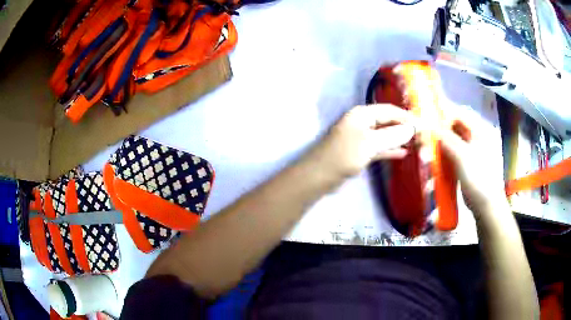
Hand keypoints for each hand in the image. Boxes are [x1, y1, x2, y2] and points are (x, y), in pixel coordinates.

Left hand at [310, 104, 414, 178]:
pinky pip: (379, 148)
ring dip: (399, 139)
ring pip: (384, 135)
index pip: (389, 110)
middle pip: (387, 122)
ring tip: (416, 143)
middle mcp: (362, 122)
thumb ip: (391, 135)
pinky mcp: (360, 151)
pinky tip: (402, 154)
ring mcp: (361, 137)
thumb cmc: (344, 154)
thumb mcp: (370, 143)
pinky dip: (390, 150)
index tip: (422, 124)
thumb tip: (411, 129)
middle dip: (404, 128)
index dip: (406, 116)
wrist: (320, 175)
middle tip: (422, 135)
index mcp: (362, 114)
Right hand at [439, 108, 507, 215]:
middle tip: (427, 138)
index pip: (459, 115)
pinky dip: (444, 155)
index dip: (444, 117)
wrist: (486, 205)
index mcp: (479, 131)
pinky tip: (436, 161)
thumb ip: (447, 140)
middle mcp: (476, 138)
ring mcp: (472, 151)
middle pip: (455, 127)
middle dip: (441, 131)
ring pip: (453, 140)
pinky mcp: (466, 164)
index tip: (429, 123)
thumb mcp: (463, 157)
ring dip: (441, 144)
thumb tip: (431, 126)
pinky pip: (453, 153)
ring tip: (429, 151)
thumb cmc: (478, 178)